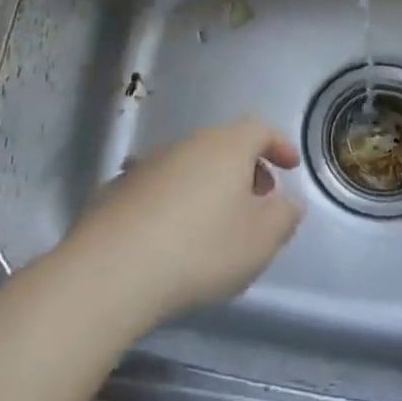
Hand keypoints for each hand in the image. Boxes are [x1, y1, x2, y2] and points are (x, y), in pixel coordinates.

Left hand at [65, 117, 304, 323]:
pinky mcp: (117, 190)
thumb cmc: (200, 250)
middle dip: (246, 168)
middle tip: (257, 200)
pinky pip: (160, 187)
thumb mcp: (260, 241)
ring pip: (190, 165)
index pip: (259, 129)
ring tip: (216, 223)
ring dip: (209, 185)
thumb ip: (284, 217)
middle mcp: (185, 145)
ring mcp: (146, 165)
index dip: (279, 144)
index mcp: (225, 147)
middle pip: (223, 145)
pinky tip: (172, 236)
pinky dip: (175, 201)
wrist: (111, 271)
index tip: (290, 167)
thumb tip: (288, 202)